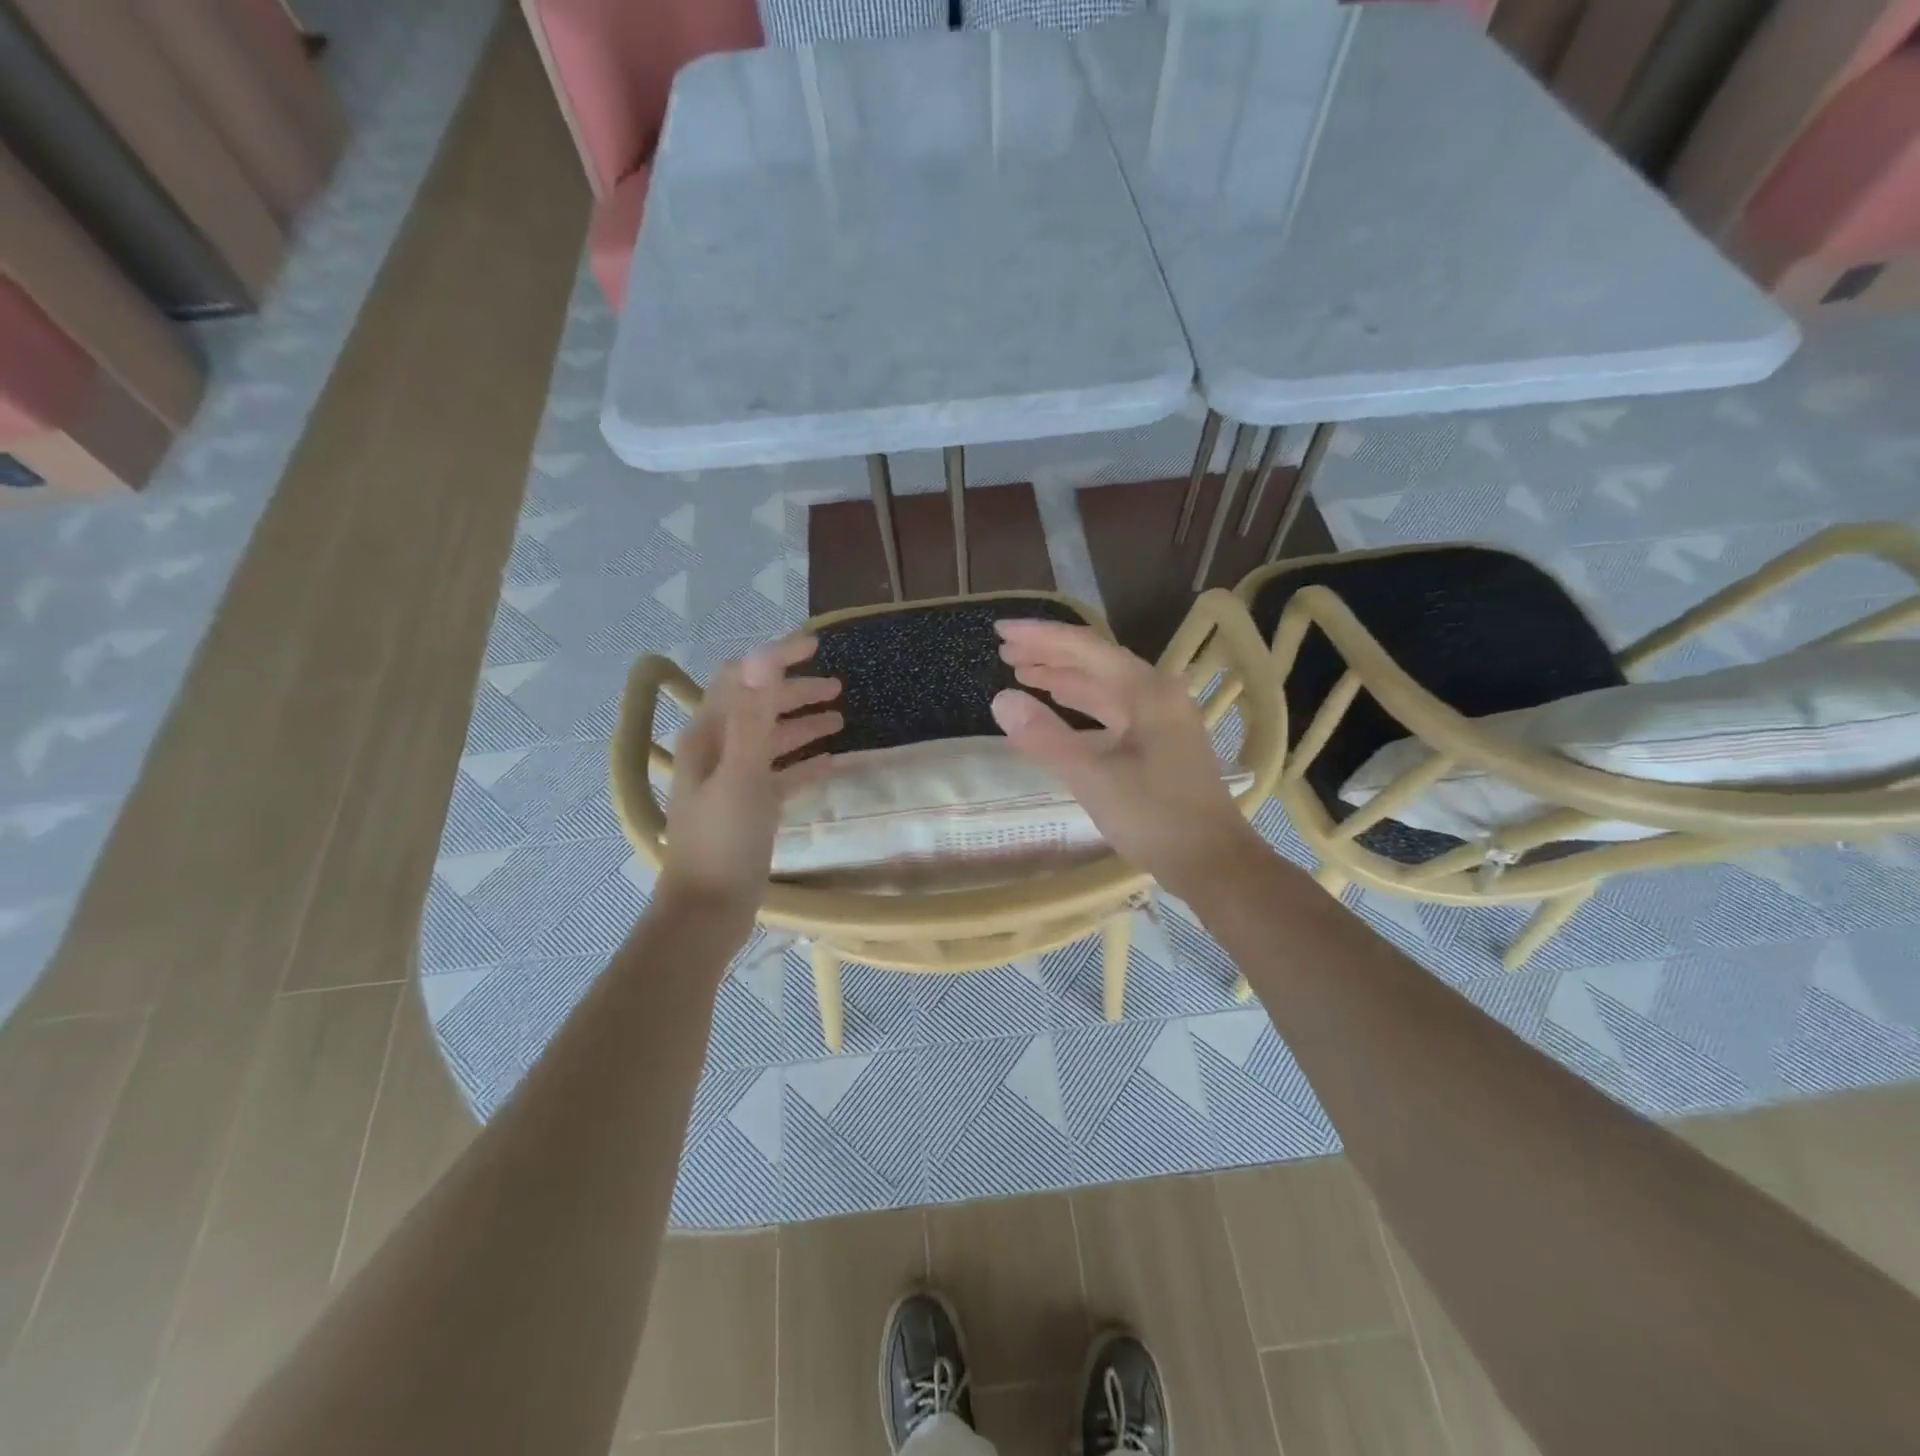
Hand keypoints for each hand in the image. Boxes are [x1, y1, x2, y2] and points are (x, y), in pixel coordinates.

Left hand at [660, 636, 841, 916]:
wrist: (708, 911)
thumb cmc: (724, 841)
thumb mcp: (742, 775)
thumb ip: (754, 718)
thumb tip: (762, 658)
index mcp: (708, 737)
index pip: (742, 679)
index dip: (776, 658)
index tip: (816, 646)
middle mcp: (717, 752)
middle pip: (758, 707)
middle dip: (794, 692)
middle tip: (838, 688)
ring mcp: (732, 782)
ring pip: (770, 741)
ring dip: (801, 726)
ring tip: (840, 720)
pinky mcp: (749, 809)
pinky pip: (779, 776)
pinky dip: (802, 765)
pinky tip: (830, 763)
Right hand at [992, 619, 1262, 900]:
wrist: (1213, 861)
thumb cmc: (1155, 816)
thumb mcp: (1093, 778)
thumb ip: (1046, 738)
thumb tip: (1001, 699)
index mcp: (1147, 691)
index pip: (1085, 648)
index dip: (1040, 636)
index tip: (1000, 630)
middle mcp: (1157, 694)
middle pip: (1096, 661)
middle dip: (1049, 653)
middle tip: (1005, 651)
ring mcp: (1162, 718)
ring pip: (1105, 685)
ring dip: (1064, 677)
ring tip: (1023, 672)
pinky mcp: (1160, 742)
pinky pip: (1113, 709)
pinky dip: (1082, 704)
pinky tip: (1060, 706)